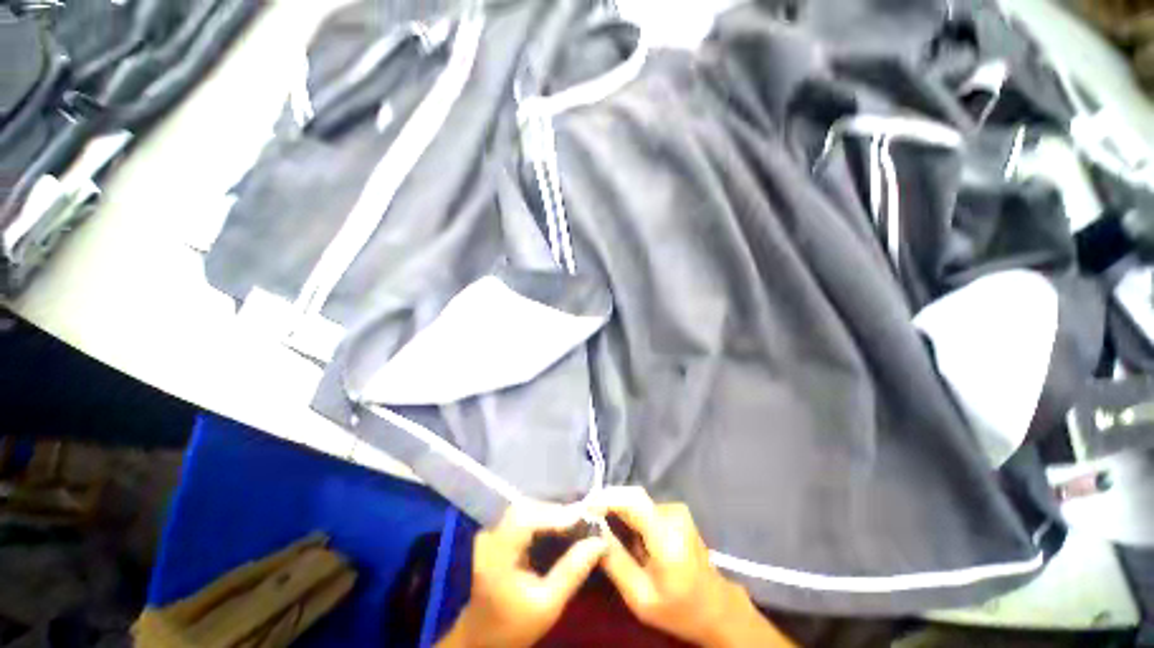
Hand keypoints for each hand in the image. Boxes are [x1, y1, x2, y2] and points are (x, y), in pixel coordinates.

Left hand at [437, 501, 606, 647]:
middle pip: (526, 509)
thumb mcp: (548, 605)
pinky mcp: (496, 533)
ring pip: (525, 509)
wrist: (483, 638)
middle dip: (556, 511)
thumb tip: (600, 541)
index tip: (584, 516)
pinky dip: (542, 518)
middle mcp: (490, 536)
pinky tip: (558, 527)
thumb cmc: (515, 626)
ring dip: (551, 513)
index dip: (556, 514)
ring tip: (575, 522)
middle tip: (583, 520)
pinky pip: (522, 516)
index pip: (526, 519)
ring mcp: (491, 532)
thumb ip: (573, 571)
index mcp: (497, 554)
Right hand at [587, 487, 793, 647]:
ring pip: (636, 501)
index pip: (633, 500)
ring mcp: (676, 510)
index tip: (584, 508)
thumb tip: (593, 533)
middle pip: (632, 497)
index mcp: (667, 535)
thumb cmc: (679, 608)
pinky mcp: (675, 512)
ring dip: (617, 509)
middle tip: (584, 516)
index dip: (606, 498)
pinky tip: (620, 530)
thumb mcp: (641, 597)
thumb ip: (616, 562)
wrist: (716, 607)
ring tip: (598, 525)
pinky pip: (644, 506)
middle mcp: (673, 513)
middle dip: (606, 502)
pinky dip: (628, 514)